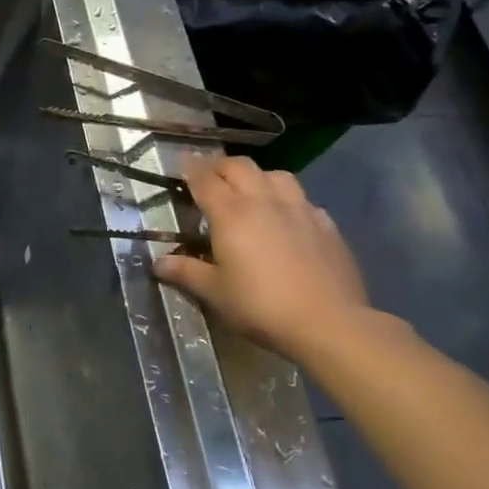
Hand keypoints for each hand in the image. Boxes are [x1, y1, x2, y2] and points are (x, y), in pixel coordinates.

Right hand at [153, 155, 370, 358]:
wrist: (330, 324)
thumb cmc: (260, 306)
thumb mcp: (214, 292)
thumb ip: (185, 272)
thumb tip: (158, 263)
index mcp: (231, 214)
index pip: (204, 179)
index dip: (189, 169)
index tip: (180, 165)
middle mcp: (264, 202)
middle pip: (240, 166)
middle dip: (220, 167)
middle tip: (209, 178)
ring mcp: (300, 210)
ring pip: (276, 175)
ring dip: (257, 177)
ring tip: (250, 193)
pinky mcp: (327, 226)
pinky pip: (303, 199)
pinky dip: (287, 200)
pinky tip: (286, 220)